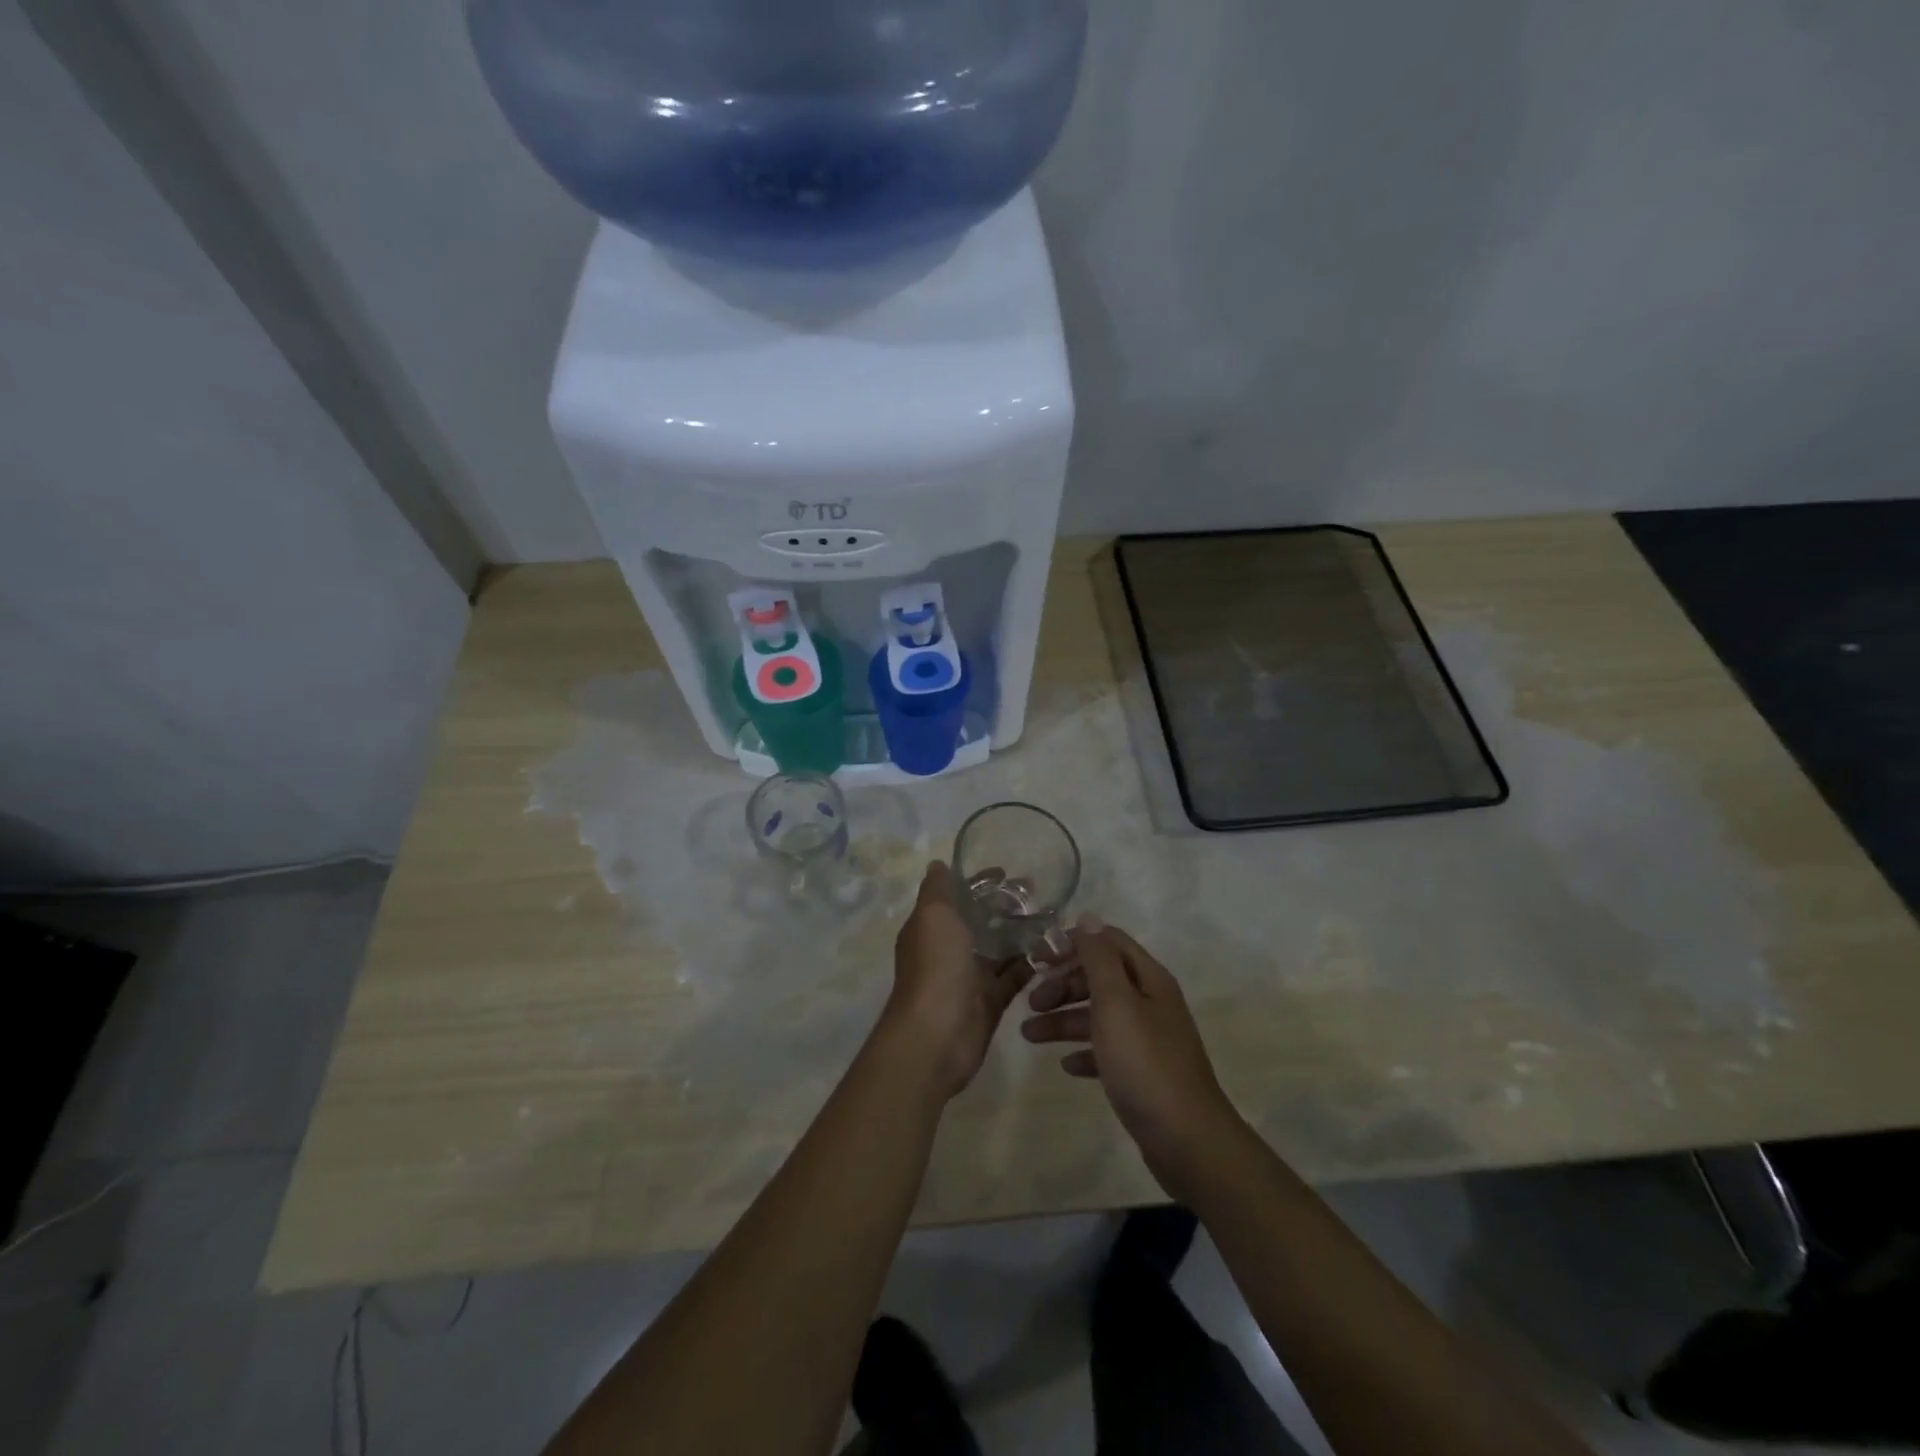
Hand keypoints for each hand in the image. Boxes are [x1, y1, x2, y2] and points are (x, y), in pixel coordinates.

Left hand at [878, 862, 1032, 1101]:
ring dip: (1021, 933)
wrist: (937, 1035)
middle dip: (1005, 906)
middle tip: (1038, 893)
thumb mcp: (933, 916)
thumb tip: (938, 865)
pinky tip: (1053, 949)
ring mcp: (970, 976)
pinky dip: (1031, 965)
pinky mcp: (991, 1000)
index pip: (956, 897)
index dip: (979, 883)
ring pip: (1000, 948)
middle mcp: (948, 949)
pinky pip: (1014, 977)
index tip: (1007, 872)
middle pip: (981, 921)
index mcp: (931, 928)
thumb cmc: (935, 967)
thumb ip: (937, 889)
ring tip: (1053, 917)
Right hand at [1021, 919, 1240, 1198]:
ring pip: (1099, 1015)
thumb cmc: (1145, 1064)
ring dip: (1064, 1019)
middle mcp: (1150, 1002)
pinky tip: (1066, 1065)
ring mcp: (1148, 1038)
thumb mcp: (1116, 1004)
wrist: (1187, 1139)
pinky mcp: (1143, 1072)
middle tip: (1031, 1002)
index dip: (1072, 944)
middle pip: (1100, 978)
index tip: (1037, 959)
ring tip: (1029, 1035)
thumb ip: (1099, 960)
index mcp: (1148, 979)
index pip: (1107, 942)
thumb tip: (1088, 917)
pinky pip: (1107, 1051)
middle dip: (1063, 984)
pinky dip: (1084, 1051)